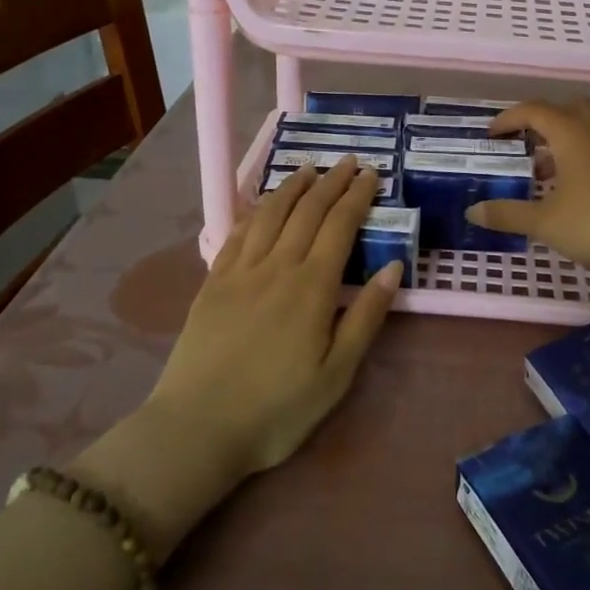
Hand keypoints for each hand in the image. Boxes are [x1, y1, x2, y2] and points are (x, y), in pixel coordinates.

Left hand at [151, 159, 400, 470]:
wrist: (198, 427)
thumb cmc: (277, 409)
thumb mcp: (336, 374)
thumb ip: (365, 317)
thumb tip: (392, 268)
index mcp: (312, 288)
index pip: (339, 226)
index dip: (357, 196)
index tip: (371, 174)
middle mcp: (276, 267)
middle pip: (307, 211)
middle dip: (331, 182)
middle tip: (348, 162)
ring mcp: (239, 272)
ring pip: (270, 214)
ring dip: (292, 187)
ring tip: (308, 169)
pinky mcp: (213, 283)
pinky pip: (237, 233)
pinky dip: (255, 210)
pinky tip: (262, 205)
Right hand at [466, 98, 589, 273]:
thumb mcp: (544, 221)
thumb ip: (508, 214)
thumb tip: (473, 211)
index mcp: (570, 134)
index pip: (534, 110)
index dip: (508, 119)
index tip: (490, 136)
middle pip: (568, 109)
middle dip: (542, 121)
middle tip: (522, 143)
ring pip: (584, 132)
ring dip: (559, 144)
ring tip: (538, 173)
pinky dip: (575, 162)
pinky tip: (564, 192)